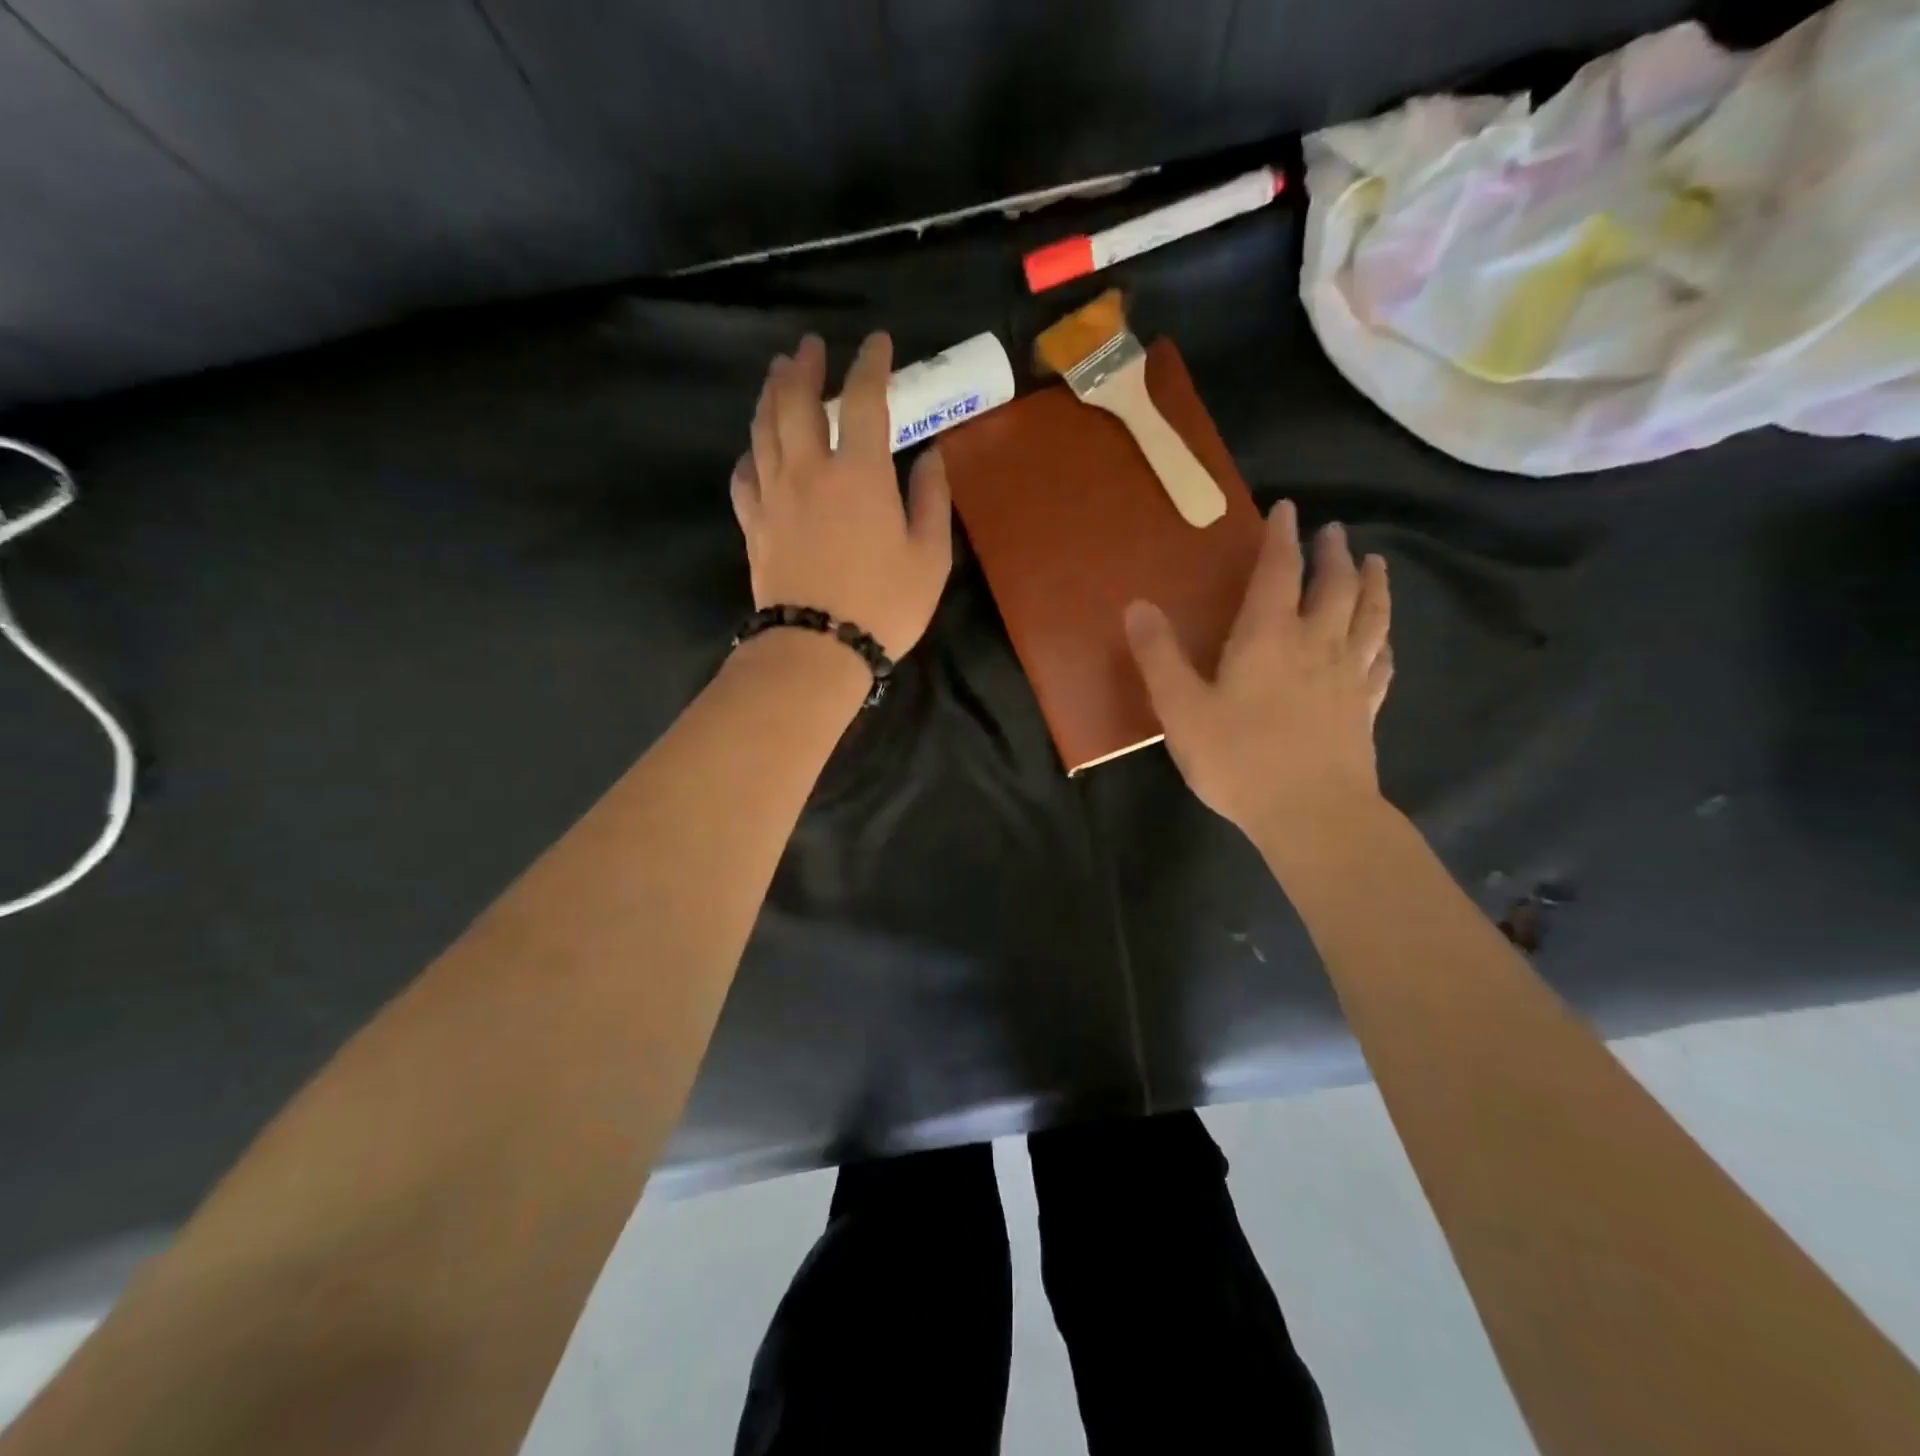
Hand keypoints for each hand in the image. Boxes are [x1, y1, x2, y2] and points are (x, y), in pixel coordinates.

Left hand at [730, 332, 952, 659]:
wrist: (817, 648)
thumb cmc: (884, 605)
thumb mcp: (930, 556)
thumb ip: (931, 499)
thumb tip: (929, 456)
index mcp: (859, 472)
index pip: (864, 399)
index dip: (871, 363)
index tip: (877, 342)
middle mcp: (809, 469)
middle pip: (796, 400)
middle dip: (805, 366)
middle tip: (810, 347)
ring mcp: (773, 494)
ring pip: (764, 428)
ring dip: (771, 394)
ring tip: (778, 374)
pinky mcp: (753, 523)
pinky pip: (745, 473)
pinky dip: (751, 452)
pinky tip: (756, 448)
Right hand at [1124, 501, 1392, 845]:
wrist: (1312, 814)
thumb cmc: (1239, 759)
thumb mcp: (1181, 709)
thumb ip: (1159, 656)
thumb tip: (1137, 605)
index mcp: (1269, 637)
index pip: (1279, 572)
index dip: (1282, 538)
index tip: (1288, 509)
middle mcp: (1317, 644)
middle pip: (1335, 586)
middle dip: (1332, 554)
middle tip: (1333, 532)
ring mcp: (1349, 676)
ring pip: (1370, 616)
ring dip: (1373, 584)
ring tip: (1375, 563)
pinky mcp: (1366, 708)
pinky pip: (1382, 661)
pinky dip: (1384, 640)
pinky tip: (1384, 640)